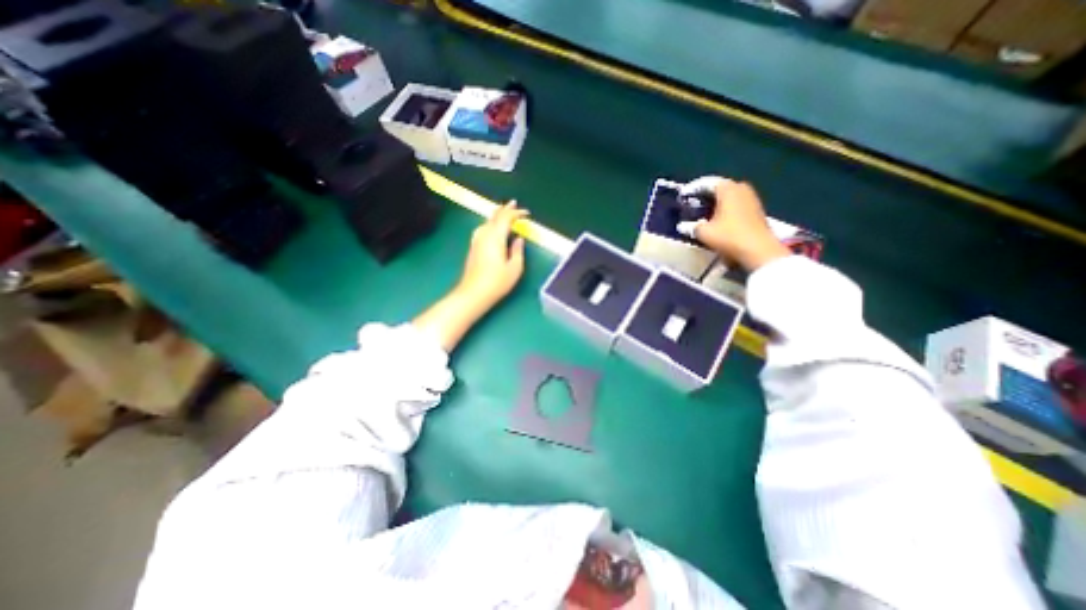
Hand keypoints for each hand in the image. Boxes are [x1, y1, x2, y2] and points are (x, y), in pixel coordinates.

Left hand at [415, 203, 528, 351]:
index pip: (506, 218)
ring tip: (504, 212)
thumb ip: (518, 251)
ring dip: (496, 215)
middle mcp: (484, 235)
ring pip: (487, 221)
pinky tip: (491, 228)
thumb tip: (519, 239)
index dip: (517, 213)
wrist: (474, 293)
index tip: (527, 213)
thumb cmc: (497, 282)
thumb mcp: (515, 268)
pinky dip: (490, 223)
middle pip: (494, 216)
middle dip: (505, 209)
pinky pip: (483, 228)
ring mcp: (477, 241)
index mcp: (496, 237)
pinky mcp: (473, 247)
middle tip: (514, 203)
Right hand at [675, 177, 789, 271]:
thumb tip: (682, 226)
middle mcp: (741, 188)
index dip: (692, 189)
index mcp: (727, 189)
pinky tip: (717, 220)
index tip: (682, 196)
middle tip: (692, 203)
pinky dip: (725, 209)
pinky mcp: (756, 210)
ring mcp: (751, 199)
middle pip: (719, 188)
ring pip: (729, 196)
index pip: (706, 183)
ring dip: (716, 203)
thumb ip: (691, 227)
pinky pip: (736, 204)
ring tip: (703, 212)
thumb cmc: (729, 236)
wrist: (759, 250)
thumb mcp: (704, 232)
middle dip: (705, 195)